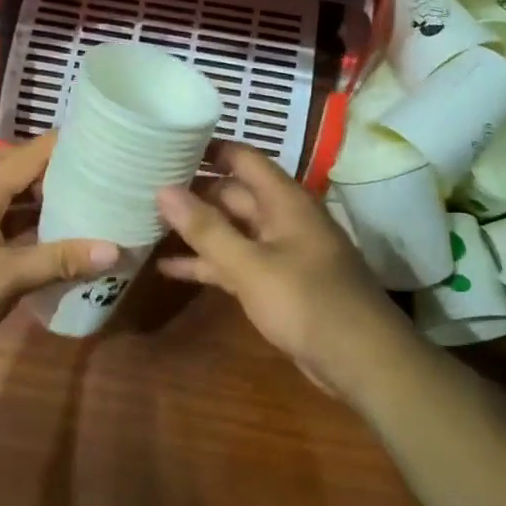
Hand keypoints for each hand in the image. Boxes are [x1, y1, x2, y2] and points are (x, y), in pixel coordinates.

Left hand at [0, 133, 119, 370]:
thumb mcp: (8, 278)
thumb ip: (59, 261)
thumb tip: (116, 250)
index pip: (28, 154)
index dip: (64, 144)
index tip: (105, 142)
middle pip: (12, 164)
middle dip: (50, 164)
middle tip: (90, 173)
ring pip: (7, 193)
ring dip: (38, 193)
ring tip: (80, 199)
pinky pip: (3, 220)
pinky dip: (28, 221)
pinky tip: (51, 236)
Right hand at [157, 144, 403, 386]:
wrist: (361, 359)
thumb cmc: (307, 302)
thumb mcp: (250, 265)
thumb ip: (206, 228)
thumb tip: (163, 190)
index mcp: (285, 201)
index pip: (243, 158)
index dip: (208, 149)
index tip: (167, 145)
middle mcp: (283, 219)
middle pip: (233, 194)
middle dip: (194, 191)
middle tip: (145, 188)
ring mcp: (281, 252)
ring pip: (232, 230)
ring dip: (197, 230)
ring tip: (148, 223)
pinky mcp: (277, 284)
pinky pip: (236, 263)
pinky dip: (208, 264)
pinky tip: (169, 268)